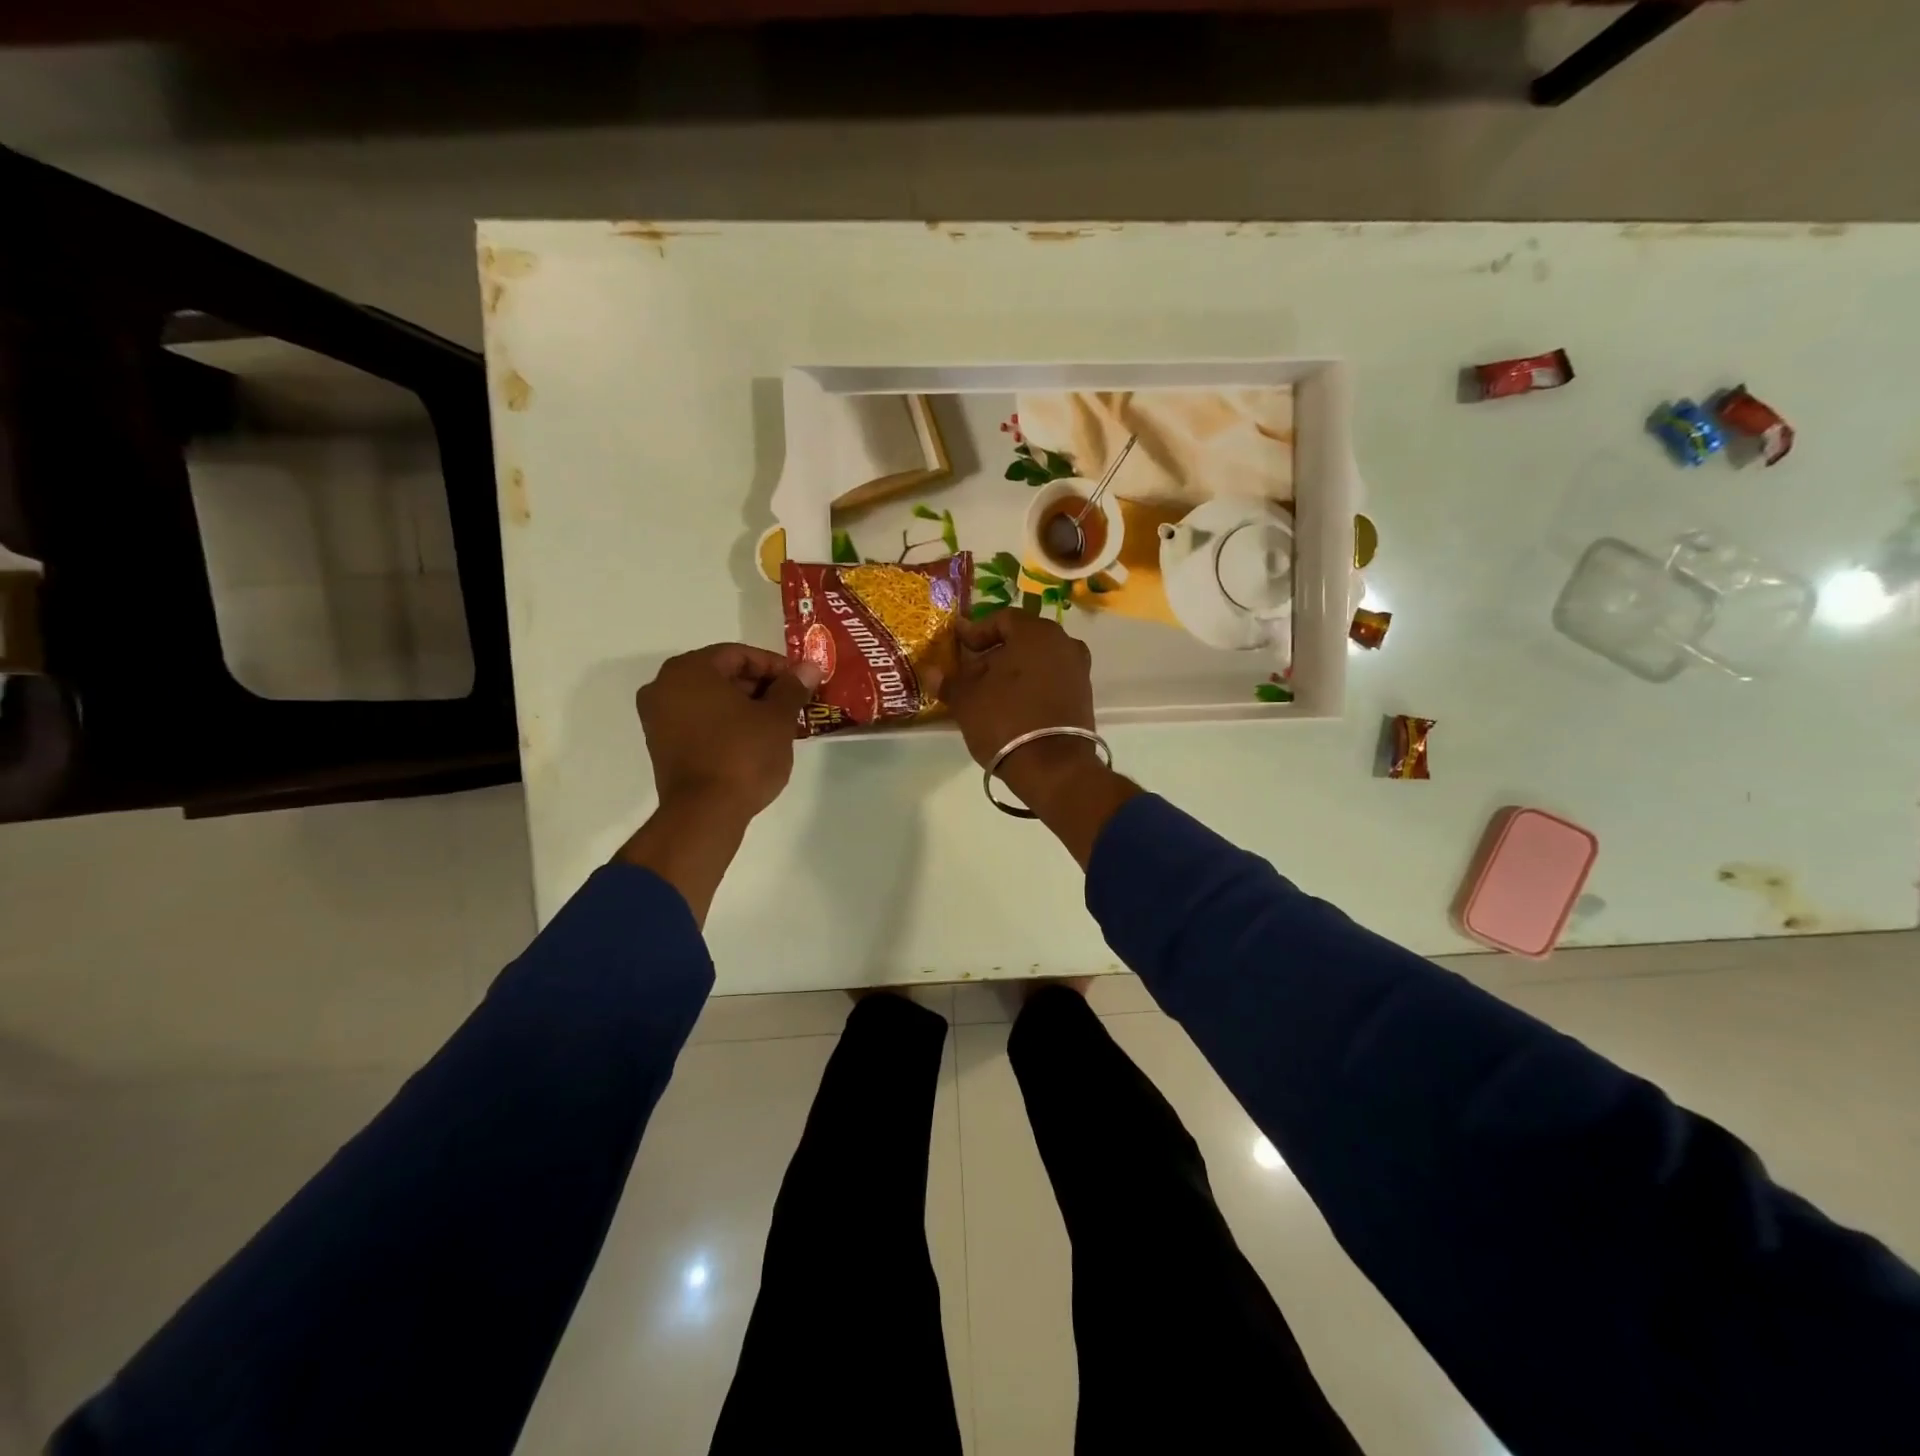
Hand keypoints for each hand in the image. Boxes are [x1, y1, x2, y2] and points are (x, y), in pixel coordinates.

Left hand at [636, 643, 821, 819]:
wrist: (705, 813)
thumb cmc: (743, 755)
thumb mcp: (777, 718)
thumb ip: (792, 688)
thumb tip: (809, 668)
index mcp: (689, 670)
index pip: (739, 655)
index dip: (774, 666)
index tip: (799, 683)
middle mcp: (664, 686)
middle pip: (720, 674)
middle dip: (759, 687)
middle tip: (791, 703)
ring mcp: (657, 718)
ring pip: (709, 699)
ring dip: (743, 706)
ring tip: (776, 723)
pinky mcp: (661, 745)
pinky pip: (698, 721)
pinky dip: (724, 723)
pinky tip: (752, 740)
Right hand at [940, 608, 1094, 772]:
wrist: (1053, 767)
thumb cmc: (1005, 720)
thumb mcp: (966, 700)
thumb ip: (949, 681)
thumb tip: (932, 672)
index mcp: (1036, 632)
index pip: (1002, 618)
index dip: (977, 631)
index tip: (958, 645)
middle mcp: (1064, 643)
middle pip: (1023, 639)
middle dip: (995, 652)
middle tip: (972, 670)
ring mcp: (1078, 670)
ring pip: (1038, 660)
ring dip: (1014, 671)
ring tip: (989, 691)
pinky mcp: (1084, 696)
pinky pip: (1051, 680)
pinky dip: (1032, 686)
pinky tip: (1012, 705)